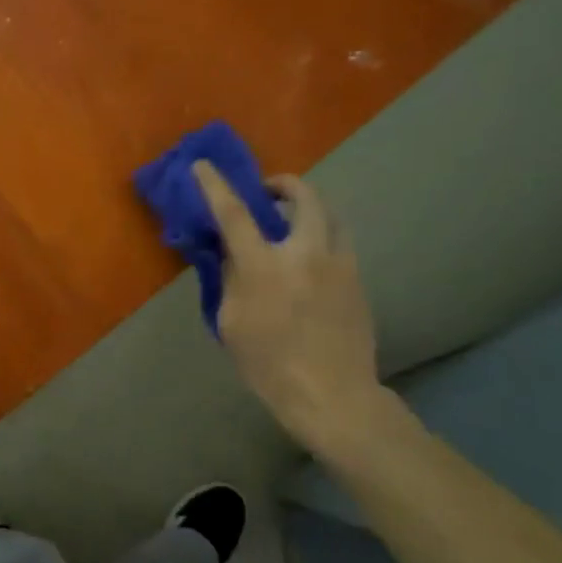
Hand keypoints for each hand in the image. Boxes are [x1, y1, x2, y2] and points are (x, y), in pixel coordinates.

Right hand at [193, 161, 384, 450]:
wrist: (333, 396)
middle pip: (304, 197)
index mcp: (265, 266)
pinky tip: (310, 261)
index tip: (203, 166)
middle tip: (269, 192)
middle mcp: (306, 254)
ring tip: (293, 223)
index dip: (215, 186)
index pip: (235, 213)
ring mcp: (339, 265)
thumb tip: (232, 255)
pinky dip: (322, 238)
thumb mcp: (232, 323)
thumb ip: (231, 280)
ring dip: (309, 208)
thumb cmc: (269, 365)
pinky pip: (340, 244)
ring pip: (331, 216)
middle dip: (285, 184)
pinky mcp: (358, 281)